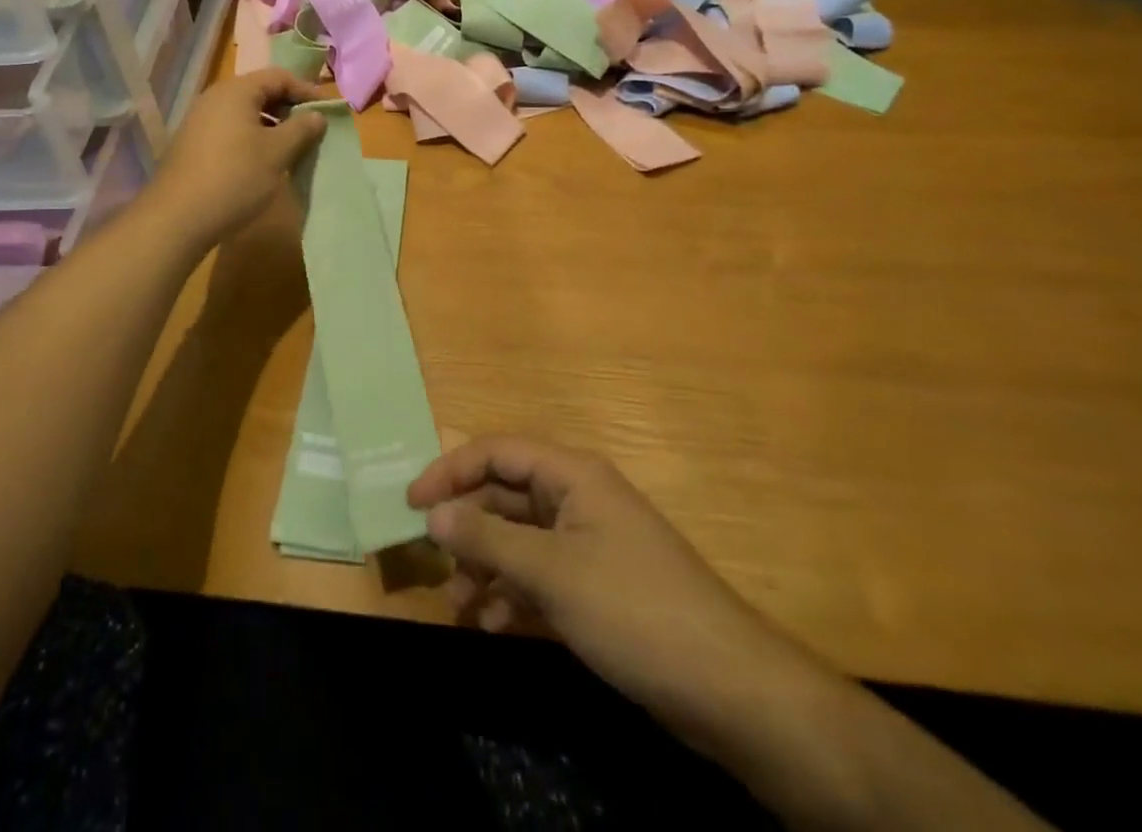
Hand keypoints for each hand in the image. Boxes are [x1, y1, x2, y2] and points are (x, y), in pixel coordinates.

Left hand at [148, 69, 335, 247]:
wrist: (178, 217)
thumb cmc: (235, 177)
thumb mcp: (277, 153)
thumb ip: (301, 129)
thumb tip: (317, 115)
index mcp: (236, 91)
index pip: (279, 76)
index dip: (306, 91)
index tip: (327, 113)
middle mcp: (215, 98)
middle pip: (260, 91)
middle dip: (289, 108)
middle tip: (311, 131)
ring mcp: (200, 121)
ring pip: (245, 113)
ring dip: (271, 125)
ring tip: (291, 148)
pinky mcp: (193, 144)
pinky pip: (230, 130)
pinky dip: (252, 138)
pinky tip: (262, 162)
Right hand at [411, 438, 1053, 831]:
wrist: (730, 689)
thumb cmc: (634, 609)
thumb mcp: (551, 573)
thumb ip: (487, 541)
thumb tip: (432, 516)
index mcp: (572, 475)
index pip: (497, 452)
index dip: (450, 470)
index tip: (411, 503)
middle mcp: (578, 499)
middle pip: (505, 497)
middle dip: (467, 529)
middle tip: (433, 564)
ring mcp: (590, 544)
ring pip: (520, 541)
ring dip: (486, 567)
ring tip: (460, 605)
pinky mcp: (599, 586)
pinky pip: (541, 576)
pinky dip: (512, 595)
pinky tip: (492, 625)